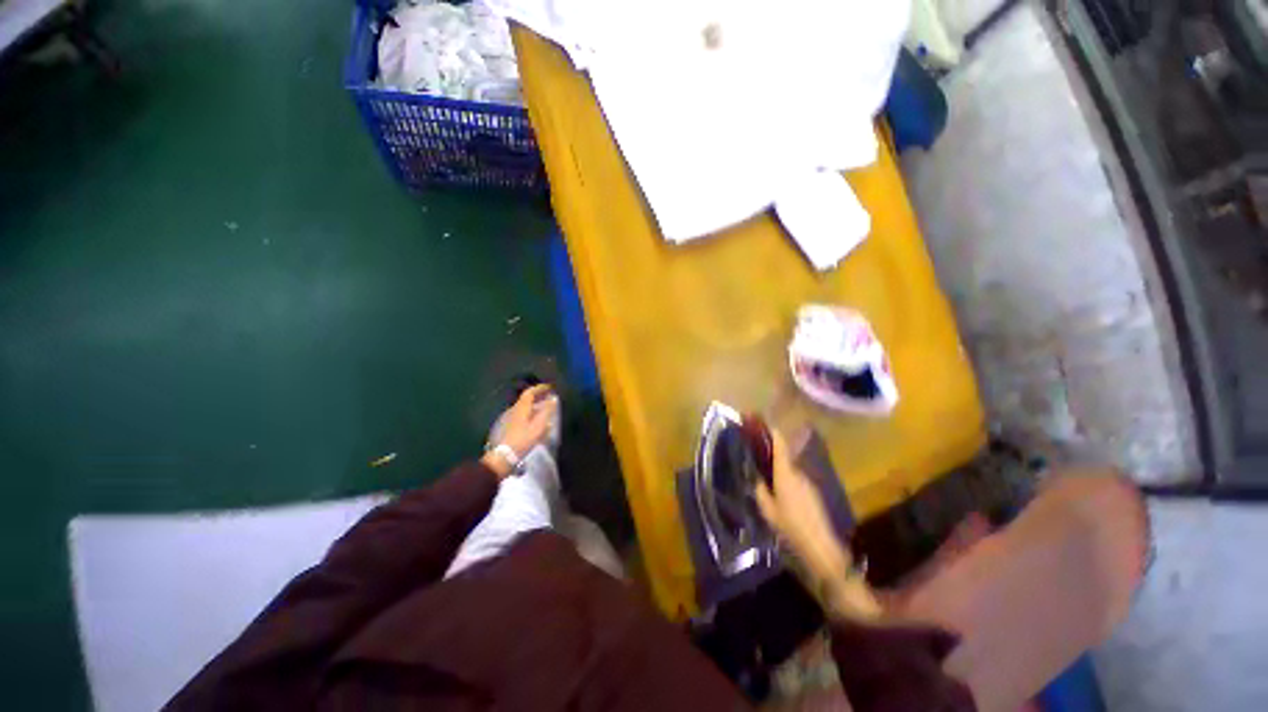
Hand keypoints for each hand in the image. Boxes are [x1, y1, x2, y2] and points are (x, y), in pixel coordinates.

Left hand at [481, 384, 557, 478]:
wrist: (504, 456)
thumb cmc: (523, 439)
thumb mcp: (538, 425)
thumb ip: (547, 411)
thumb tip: (553, 399)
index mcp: (521, 408)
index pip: (530, 393)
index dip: (540, 388)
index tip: (549, 387)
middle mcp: (514, 411)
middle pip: (527, 400)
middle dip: (538, 397)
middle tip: (549, 398)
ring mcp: (511, 420)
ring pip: (525, 409)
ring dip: (536, 407)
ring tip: (546, 411)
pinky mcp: (510, 429)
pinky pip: (523, 417)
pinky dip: (532, 416)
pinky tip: (538, 424)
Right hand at [754, 429, 846, 575]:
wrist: (820, 546)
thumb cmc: (790, 526)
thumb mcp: (768, 510)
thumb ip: (760, 491)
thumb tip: (758, 480)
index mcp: (785, 474)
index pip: (780, 446)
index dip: (773, 433)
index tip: (764, 424)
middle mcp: (798, 473)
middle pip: (784, 457)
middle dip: (772, 454)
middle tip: (758, 457)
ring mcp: (808, 483)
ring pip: (790, 470)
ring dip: (780, 470)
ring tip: (768, 479)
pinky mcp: (813, 494)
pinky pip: (796, 481)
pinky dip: (788, 481)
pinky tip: (782, 495)